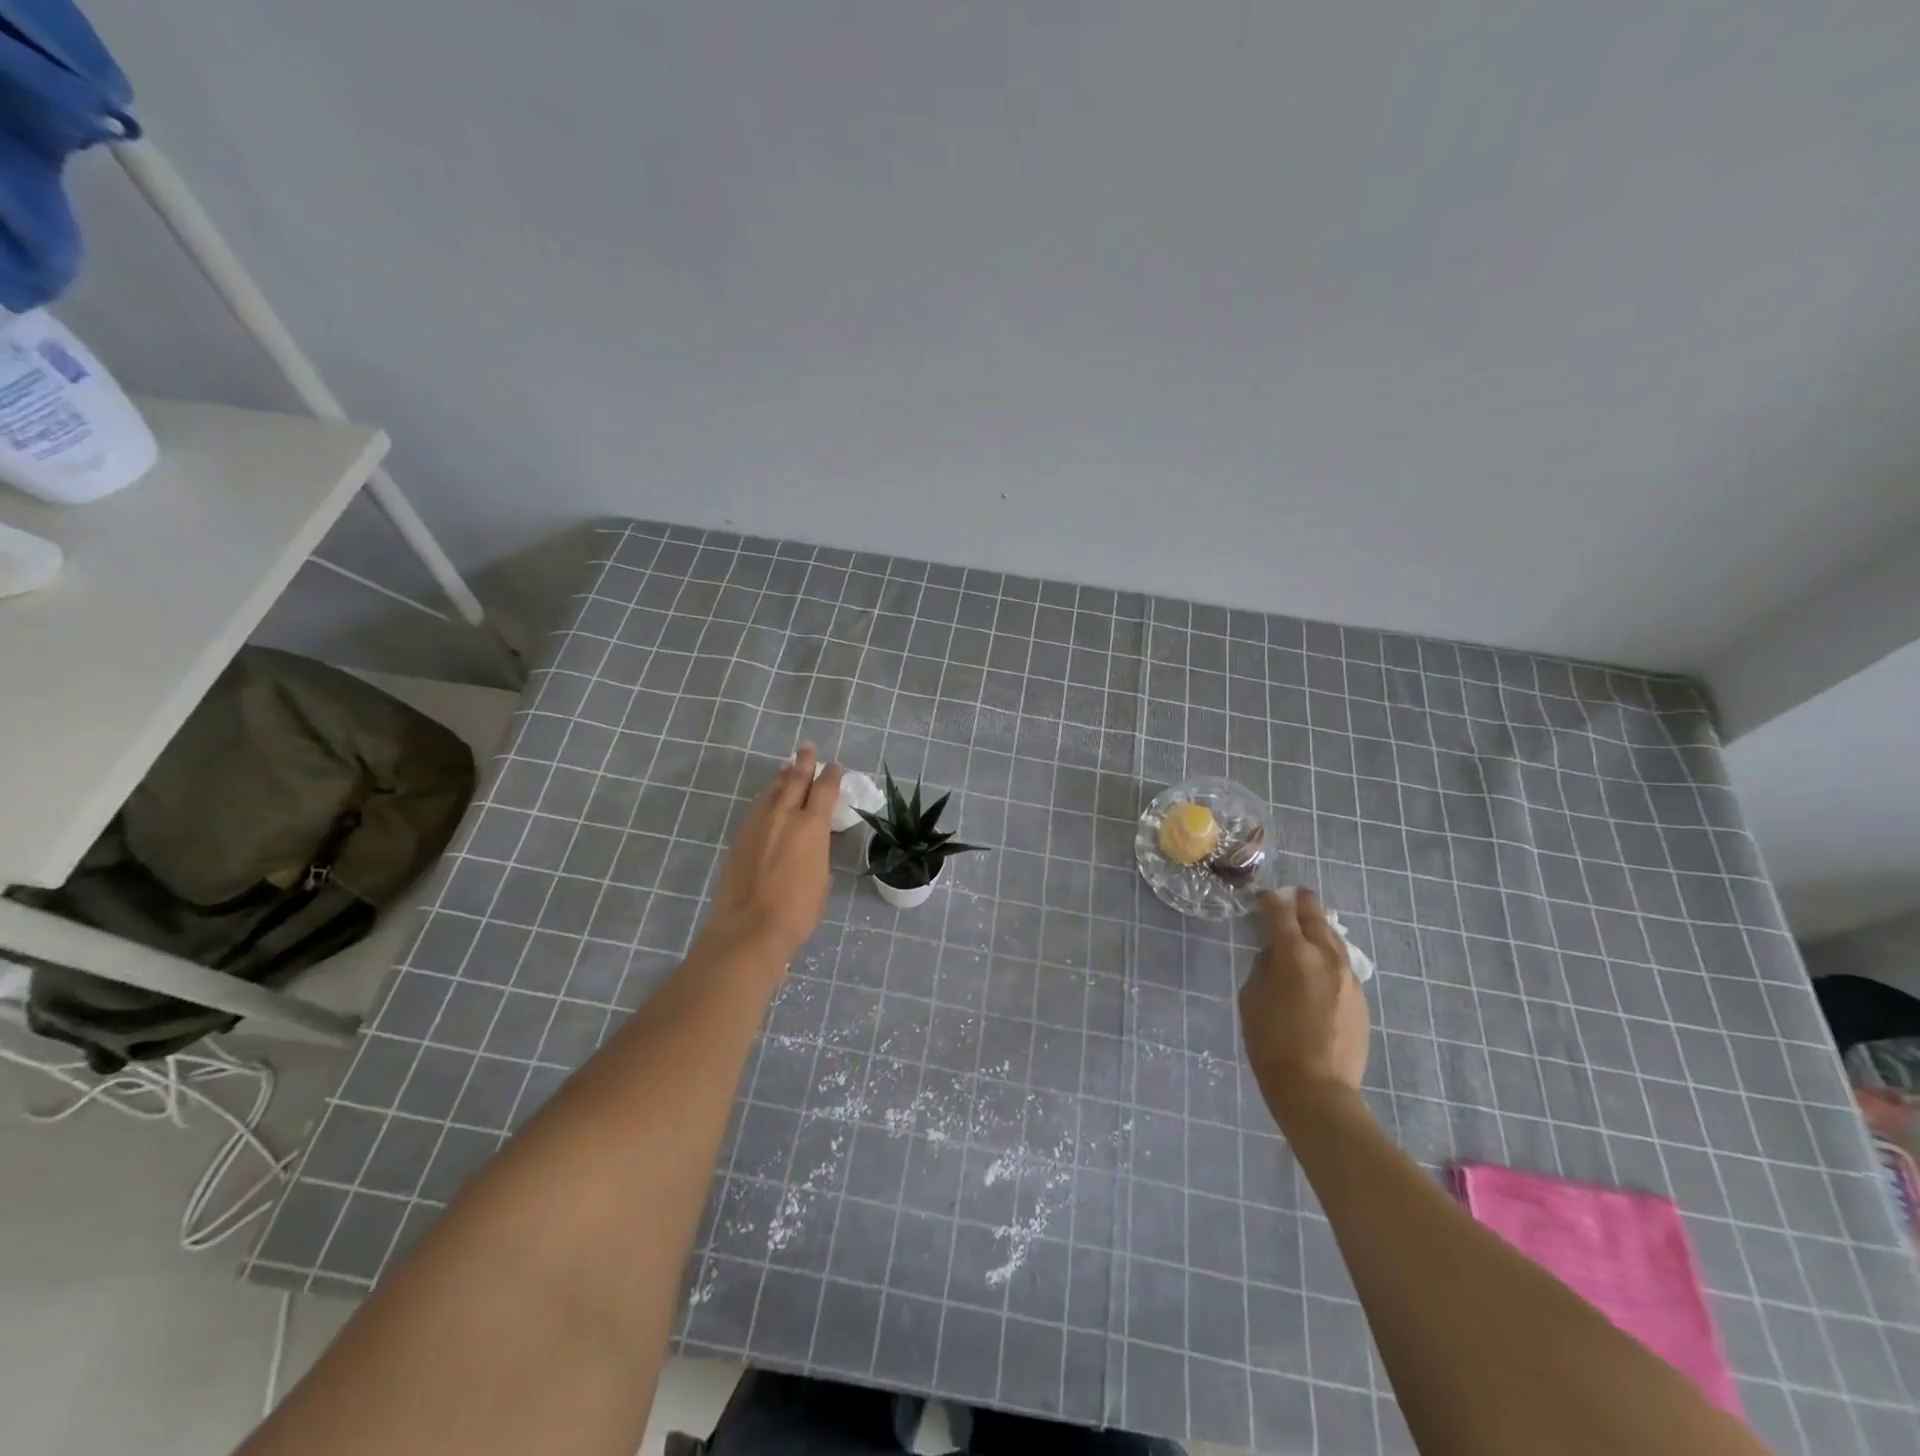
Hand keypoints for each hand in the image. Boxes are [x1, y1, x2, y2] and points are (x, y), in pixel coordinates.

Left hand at [701, 745, 841, 962]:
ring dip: (782, 777)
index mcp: (812, 826)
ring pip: (772, 790)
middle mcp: (784, 816)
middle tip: (807, 747)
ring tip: (787, 768)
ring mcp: (758, 824)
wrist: (749, 927)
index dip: (831, 775)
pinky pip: (757, 807)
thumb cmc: (797, 911)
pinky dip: (767, 797)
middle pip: (795, 779)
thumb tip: (810, 849)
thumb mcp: (820, 881)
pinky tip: (768, 799)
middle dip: (804, 762)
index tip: (835, 766)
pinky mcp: (740, 836)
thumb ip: (817, 855)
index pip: (824, 789)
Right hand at [1240, 887, 1370, 1123]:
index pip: (1279, 914)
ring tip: (1310, 922)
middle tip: (1295, 894)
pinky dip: (1330, 954)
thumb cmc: (1271, 1042)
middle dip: (1302, 904)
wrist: (1316, 1088)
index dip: (1268, 901)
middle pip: (1315, 918)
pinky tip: (1322, 962)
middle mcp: (1326, 958)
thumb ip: (1264, 967)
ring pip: (1334, 940)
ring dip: (1320, 927)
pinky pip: (1342, 964)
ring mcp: (1348, 978)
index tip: (1261, 895)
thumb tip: (1275, 954)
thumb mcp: (1252, 998)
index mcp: (1294, 954)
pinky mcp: (1359, 998)